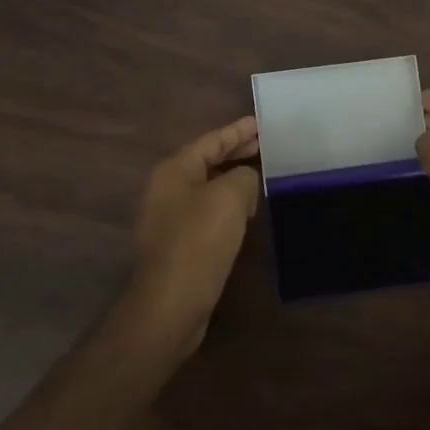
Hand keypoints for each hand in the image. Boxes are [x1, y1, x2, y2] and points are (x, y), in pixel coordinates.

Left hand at [127, 116, 261, 350]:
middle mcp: (165, 190)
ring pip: (206, 187)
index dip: (237, 131)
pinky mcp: (177, 244)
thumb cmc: (198, 243)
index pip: (210, 141)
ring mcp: (168, 219)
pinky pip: (206, 212)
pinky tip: (246, 213)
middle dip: (235, 153)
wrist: (170, 305)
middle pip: (205, 161)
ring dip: (232, 180)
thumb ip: (243, 177)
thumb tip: (245, 181)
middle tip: (264, 146)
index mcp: (173, 171)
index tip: (261, 124)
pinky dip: (227, 205)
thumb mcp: (230, 198)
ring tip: (260, 175)